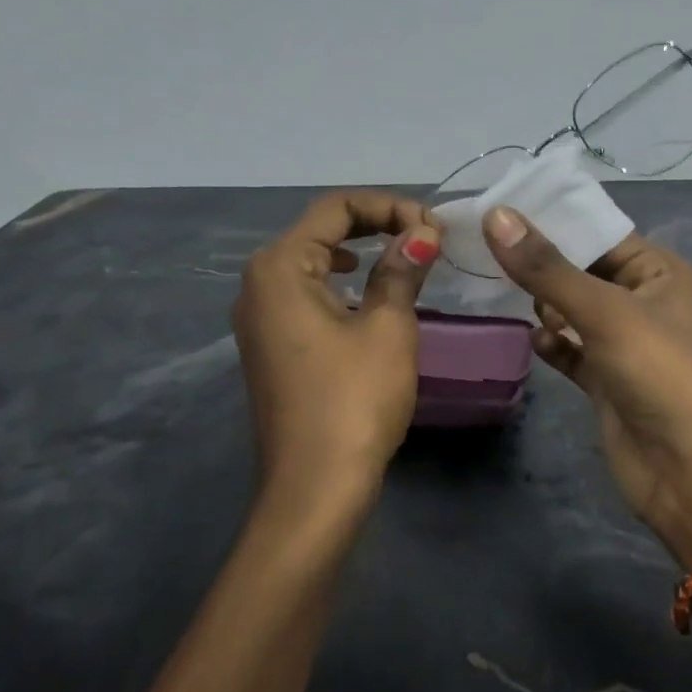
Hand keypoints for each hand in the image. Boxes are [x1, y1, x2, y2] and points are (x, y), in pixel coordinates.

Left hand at [233, 192, 439, 498]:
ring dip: (358, 250)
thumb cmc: (354, 400)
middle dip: (374, 224)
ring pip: (310, 260)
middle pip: (318, 229)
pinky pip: (304, 292)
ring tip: (402, 257)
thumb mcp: (388, 328)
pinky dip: (339, 281)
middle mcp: (258, 283)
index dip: (388, 206)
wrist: (315, 486)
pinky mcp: (269, 344)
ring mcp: (258, 316)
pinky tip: (364, 293)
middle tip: (425, 237)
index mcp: (279, 267)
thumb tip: (422, 233)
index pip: (335, 208)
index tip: (433, 227)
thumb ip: (402, 270)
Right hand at [481, 208, 691, 565]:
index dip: (553, 221)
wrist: (686, 470)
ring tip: (505, 294)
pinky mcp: (606, 379)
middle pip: (582, 270)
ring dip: (544, 305)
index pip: (599, 232)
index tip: (498, 210)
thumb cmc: (657, 373)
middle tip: (487, 252)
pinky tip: (536, 342)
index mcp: (658, 272)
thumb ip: (547, 268)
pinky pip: (570, 349)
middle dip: (542, 265)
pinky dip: (552, 343)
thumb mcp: (603, 312)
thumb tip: (497, 216)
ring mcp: (623, 342)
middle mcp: (642, 301)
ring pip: (572, 310)